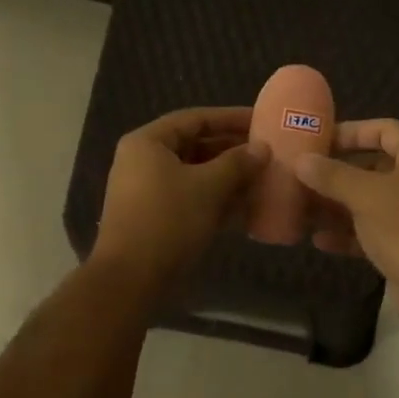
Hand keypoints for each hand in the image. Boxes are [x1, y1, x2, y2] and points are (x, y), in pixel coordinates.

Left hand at [93, 107, 266, 290]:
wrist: (131, 279)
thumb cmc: (169, 221)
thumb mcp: (209, 187)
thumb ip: (238, 163)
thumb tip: (262, 148)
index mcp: (148, 143)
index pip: (195, 119)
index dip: (230, 118)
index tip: (261, 121)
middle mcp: (143, 161)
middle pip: (194, 145)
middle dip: (232, 150)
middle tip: (267, 152)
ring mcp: (148, 191)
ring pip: (195, 174)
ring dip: (228, 176)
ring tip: (263, 177)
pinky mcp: (156, 217)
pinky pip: (191, 197)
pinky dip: (216, 198)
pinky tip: (246, 205)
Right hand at [295, 119, 398, 307]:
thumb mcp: (364, 195)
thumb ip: (331, 175)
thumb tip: (300, 161)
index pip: (384, 129)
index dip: (350, 131)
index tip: (317, 140)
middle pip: (374, 165)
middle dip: (337, 172)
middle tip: (303, 175)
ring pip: (370, 200)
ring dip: (337, 204)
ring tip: (302, 207)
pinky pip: (372, 229)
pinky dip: (348, 233)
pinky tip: (318, 240)